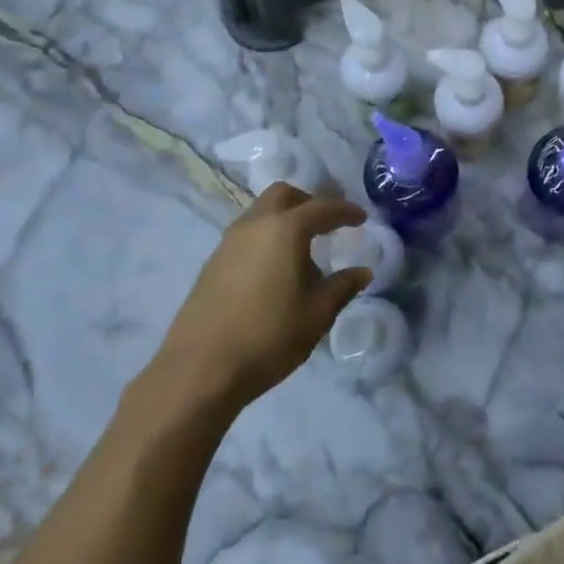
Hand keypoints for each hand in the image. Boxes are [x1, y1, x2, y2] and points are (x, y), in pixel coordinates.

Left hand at [152, 184, 373, 411]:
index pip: (322, 208)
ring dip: (284, 220)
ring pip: (260, 213)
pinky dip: (267, 239)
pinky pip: (247, 235)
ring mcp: (228, 243)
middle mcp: (254, 225)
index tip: (361, 218)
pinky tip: (276, 271)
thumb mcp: (317, 313)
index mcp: (285, 230)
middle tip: (328, 223)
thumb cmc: (269, 335)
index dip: (345, 211)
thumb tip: (362, 272)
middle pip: (283, 195)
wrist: (201, 369)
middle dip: (309, 202)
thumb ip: (343, 287)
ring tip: (303, 251)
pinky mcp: (212, 264)